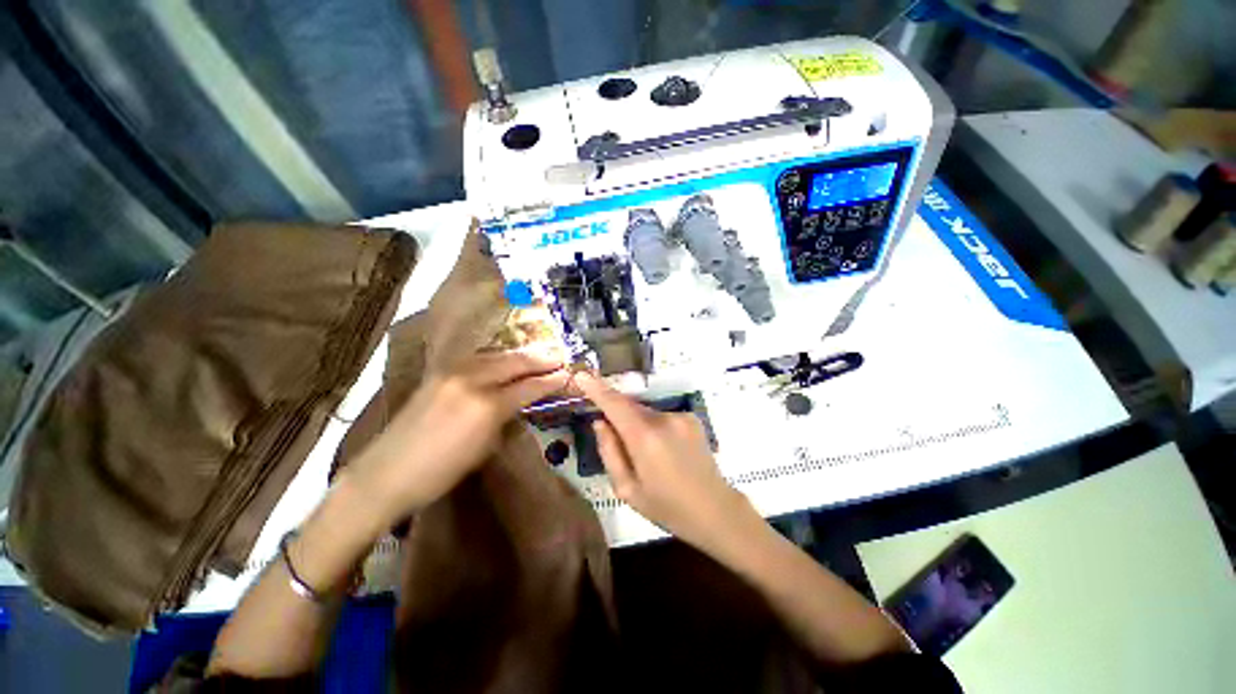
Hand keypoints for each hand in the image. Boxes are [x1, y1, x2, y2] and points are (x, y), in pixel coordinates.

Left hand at [348, 351, 568, 521]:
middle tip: (558, 358)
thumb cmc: (440, 473)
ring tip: (537, 356)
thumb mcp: (485, 449)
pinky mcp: (440, 373)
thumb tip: (520, 402)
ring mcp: (453, 373)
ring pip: (496, 356)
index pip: (529, 386)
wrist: (386, 473)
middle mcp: (473, 381)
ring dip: (520, 356)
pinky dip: (498, 358)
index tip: (566, 374)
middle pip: (515, 362)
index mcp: (487, 405)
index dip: (550, 380)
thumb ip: (506, 418)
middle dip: (540, 360)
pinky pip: (478, 359)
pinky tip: (506, 360)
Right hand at [574, 372, 751, 549]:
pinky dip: (655, 427)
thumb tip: (600, 422)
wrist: (715, 510)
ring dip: (638, 424)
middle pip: (630, 406)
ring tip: (647, 455)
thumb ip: (609, 452)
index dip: (596, 388)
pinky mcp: (692, 418)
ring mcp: (680, 416)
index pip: (615, 404)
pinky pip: (662, 416)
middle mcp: (663, 419)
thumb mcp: (627, 489)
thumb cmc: (667, 507)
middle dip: (617, 415)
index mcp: (644, 438)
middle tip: (615, 440)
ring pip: (646, 412)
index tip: (581, 376)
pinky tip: (664, 451)